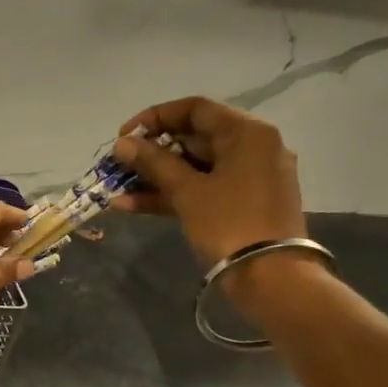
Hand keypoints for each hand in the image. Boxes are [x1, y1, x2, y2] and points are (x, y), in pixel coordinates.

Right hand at [111, 96, 308, 276]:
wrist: (270, 277)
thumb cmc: (229, 223)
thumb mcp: (187, 191)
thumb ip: (153, 163)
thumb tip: (123, 144)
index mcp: (247, 133)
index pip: (195, 109)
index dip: (154, 118)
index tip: (124, 137)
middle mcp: (253, 148)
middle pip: (194, 138)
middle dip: (152, 153)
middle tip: (120, 166)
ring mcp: (248, 178)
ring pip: (194, 168)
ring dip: (154, 178)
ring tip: (116, 190)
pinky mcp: (241, 204)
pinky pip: (202, 190)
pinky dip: (171, 195)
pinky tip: (131, 206)